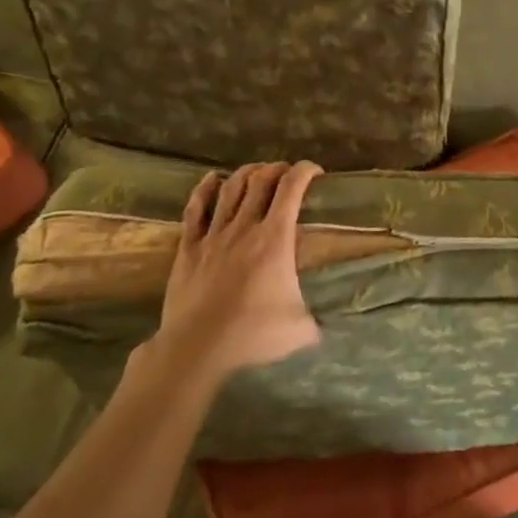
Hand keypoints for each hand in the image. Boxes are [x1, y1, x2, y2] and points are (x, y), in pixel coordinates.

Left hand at [153, 161, 323, 380]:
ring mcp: (213, 235)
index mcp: (275, 239)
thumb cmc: (253, 336)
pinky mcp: (189, 248)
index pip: (292, 189)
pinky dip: (204, 189)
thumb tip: (329, 324)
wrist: (197, 349)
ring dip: (246, 173)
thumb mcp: (300, 329)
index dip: (305, 171)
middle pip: (260, 181)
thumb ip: (317, 319)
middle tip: (287, 173)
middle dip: (277, 169)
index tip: (315, 172)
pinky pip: (195, 209)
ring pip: (230, 189)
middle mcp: (244, 227)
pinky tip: (211, 179)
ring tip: (256, 171)